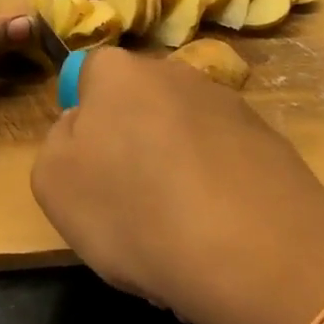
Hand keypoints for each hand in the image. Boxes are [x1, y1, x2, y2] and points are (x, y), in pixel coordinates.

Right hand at [31, 47, 323, 323]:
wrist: (257, 253)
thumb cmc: (135, 211)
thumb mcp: (54, 182)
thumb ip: (58, 142)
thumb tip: (82, 128)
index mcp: (117, 71)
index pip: (88, 76)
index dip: (85, 121)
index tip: (90, 168)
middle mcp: (174, 72)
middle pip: (138, 103)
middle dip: (131, 142)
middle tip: (129, 202)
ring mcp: (227, 104)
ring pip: (181, 134)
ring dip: (174, 168)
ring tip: (179, 231)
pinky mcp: (269, 140)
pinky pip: (222, 161)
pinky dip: (215, 189)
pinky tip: (218, 236)